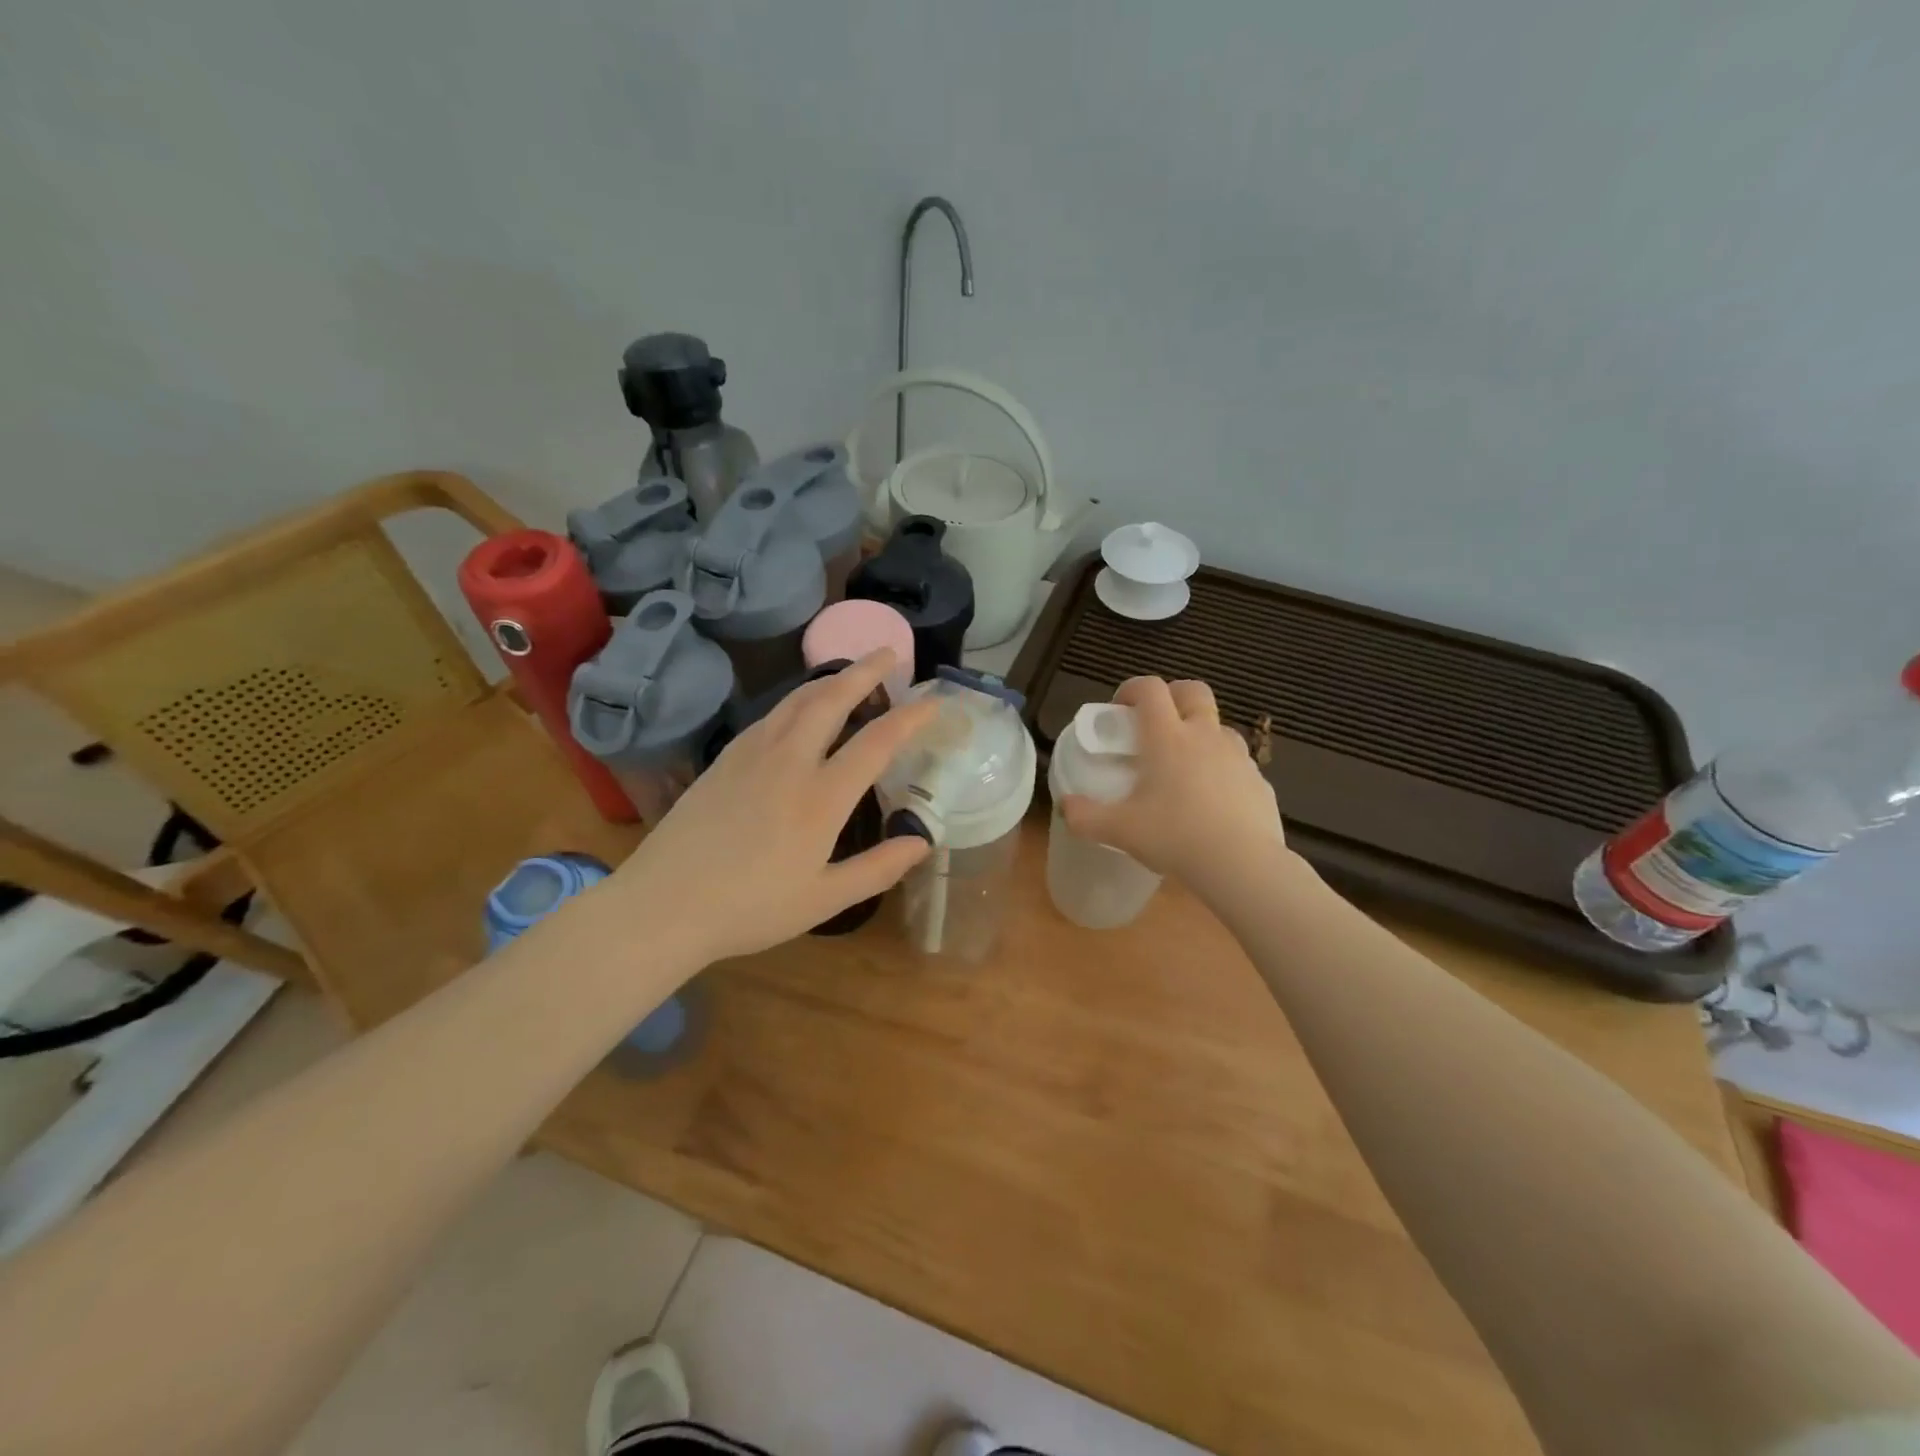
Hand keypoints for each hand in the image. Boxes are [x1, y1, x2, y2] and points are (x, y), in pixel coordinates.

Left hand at [610, 650, 934, 963]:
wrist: (663, 904)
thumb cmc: (750, 908)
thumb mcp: (824, 899)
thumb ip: (878, 869)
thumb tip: (922, 842)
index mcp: (822, 797)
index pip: (877, 742)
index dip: (910, 717)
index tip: (932, 701)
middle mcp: (790, 762)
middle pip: (832, 699)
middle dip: (866, 671)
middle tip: (889, 652)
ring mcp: (752, 755)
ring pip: (797, 700)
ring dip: (829, 679)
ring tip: (850, 672)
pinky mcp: (724, 759)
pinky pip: (770, 715)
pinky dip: (796, 700)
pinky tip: (798, 709)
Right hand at [1058, 676, 1289, 891]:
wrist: (1242, 865)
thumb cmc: (1175, 837)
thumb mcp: (1120, 830)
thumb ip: (1085, 816)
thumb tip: (1065, 806)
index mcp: (1167, 737)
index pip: (1150, 689)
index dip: (1132, 688)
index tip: (1120, 708)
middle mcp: (1204, 736)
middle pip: (1193, 691)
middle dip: (1173, 696)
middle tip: (1155, 723)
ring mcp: (1237, 756)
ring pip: (1219, 726)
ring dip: (1200, 733)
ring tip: (1184, 765)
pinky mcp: (1259, 781)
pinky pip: (1237, 763)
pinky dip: (1221, 768)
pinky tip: (1211, 800)